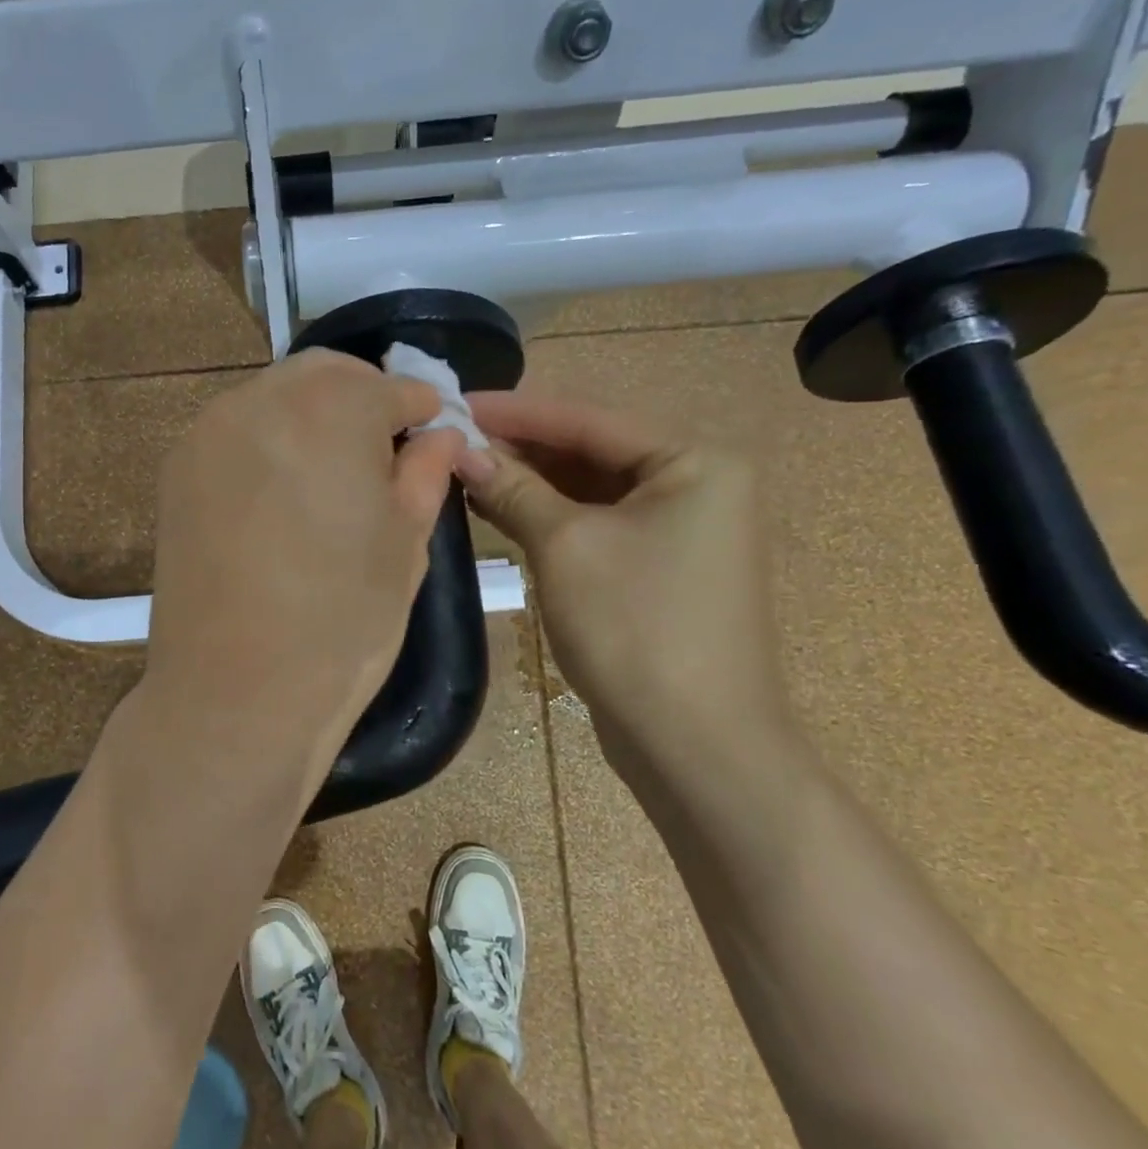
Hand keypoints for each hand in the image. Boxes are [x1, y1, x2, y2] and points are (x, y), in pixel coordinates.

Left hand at [143, 351, 465, 780]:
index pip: (391, 388)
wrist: (235, 692)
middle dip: (363, 397)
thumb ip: (425, 473)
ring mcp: (210, 432)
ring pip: (275, 396)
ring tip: (332, 473)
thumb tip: (439, 435)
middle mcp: (263, 400)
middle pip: (325, 374)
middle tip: (383, 448)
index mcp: (333, 410)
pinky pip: (236, 430)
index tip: (431, 434)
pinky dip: (269, 440)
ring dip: (312, 415)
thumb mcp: (406, 545)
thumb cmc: (342, 622)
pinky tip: (282, 491)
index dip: (420, 409)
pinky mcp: (178, 468)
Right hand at [458, 389, 788, 769]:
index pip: (588, 418)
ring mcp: (678, 529)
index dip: (515, 411)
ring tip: (461, 470)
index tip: (454, 401)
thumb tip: (460, 450)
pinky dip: (547, 517)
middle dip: (519, 447)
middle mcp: (695, 484)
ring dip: (528, 482)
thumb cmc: (636, 629)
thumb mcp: (566, 546)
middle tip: (450, 438)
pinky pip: (594, 524)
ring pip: (588, 489)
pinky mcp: (656, 567)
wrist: (697, 746)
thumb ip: (514, 489)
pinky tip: (495, 509)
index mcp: (693, 461)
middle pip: (589, 450)